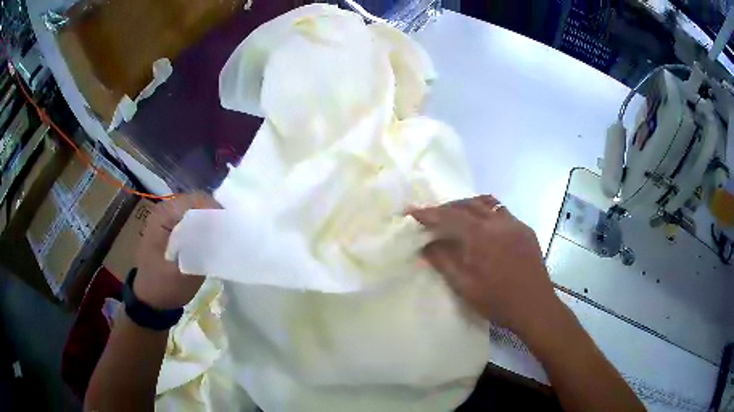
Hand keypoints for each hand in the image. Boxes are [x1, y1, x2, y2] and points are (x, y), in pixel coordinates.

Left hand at [134, 192, 219, 309]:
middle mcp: (163, 210)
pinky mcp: (168, 225)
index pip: (194, 200)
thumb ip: (201, 248)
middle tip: (227, 231)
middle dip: (212, 213)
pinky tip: (208, 238)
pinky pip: (189, 216)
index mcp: (162, 217)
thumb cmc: (164, 287)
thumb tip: (220, 230)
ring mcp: (164, 217)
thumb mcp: (185, 273)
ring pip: (193, 207)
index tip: (228, 227)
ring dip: (208, 218)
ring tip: (220, 234)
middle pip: (195, 200)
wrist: (150, 298)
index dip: (214, 210)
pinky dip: (200, 224)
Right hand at [409, 195, 560, 336]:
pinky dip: (486, 212)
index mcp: (482, 236)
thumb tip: (426, 245)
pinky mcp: (525, 230)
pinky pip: (502, 212)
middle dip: (447, 207)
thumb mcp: (465, 286)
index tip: (411, 211)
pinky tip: (482, 226)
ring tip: (455, 216)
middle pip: (468, 204)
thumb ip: (444, 262)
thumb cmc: (498, 301)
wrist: (535, 307)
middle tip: (432, 216)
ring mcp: (515, 224)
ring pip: (487, 203)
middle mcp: (499, 222)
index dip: (429, 213)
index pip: (450, 216)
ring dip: (467, 206)